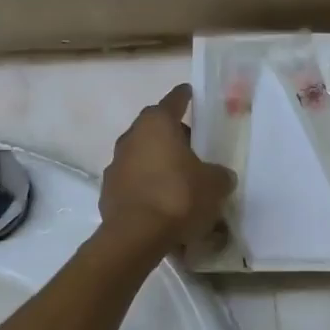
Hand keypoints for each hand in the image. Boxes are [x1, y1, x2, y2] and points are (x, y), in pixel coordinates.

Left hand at [97, 84, 236, 258]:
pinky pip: (134, 182)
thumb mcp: (214, 185)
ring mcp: (115, 165)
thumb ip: (220, 175)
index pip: (173, 101)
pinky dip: (148, 187)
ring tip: (180, 181)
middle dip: (174, 136)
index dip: (184, 96)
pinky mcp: (108, 192)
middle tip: (194, 148)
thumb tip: (220, 176)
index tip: (190, 92)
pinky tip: (163, 204)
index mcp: (156, 124)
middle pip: (155, 129)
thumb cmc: (178, 197)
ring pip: (143, 156)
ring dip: (159, 164)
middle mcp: (131, 137)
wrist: (136, 236)